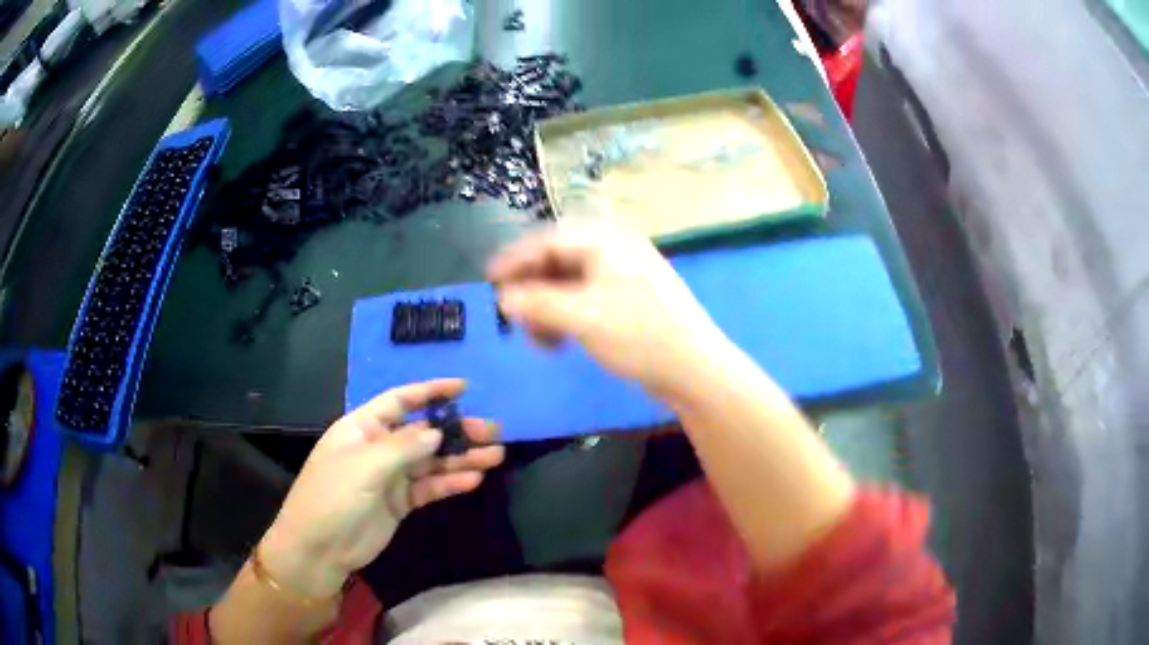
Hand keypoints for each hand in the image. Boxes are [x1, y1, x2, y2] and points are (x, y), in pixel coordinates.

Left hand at [258, 379, 503, 597]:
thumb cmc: (333, 497)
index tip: (465, 387)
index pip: (400, 401)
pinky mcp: (400, 502)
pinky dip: (450, 482)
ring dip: (461, 457)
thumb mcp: (365, 466)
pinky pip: (430, 487)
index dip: (431, 392)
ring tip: (495, 455)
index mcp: (363, 427)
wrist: (320, 549)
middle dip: (456, 430)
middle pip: (423, 432)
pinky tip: (474, 480)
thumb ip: (404, 447)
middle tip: (492, 431)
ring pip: (432, 461)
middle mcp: (379, 447)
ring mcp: (391, 476)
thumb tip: (438, 431)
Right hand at [488, 223, 728, 394]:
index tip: (488, 280)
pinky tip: (560, 343)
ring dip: (547, 310)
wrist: (694, 368)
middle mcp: (613, 251)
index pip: (547, 240)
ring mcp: (622, 276)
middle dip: (532, 292)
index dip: (515, 260)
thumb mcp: (582, 318)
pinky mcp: (627, 301)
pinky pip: (585, 301)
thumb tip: (503, 298)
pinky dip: (566, 318)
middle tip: (514, 319)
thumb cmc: (639, 335)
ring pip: (568, 285)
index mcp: (604, 241)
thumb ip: (537, 304)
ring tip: (541, 342)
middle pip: (556, 262)